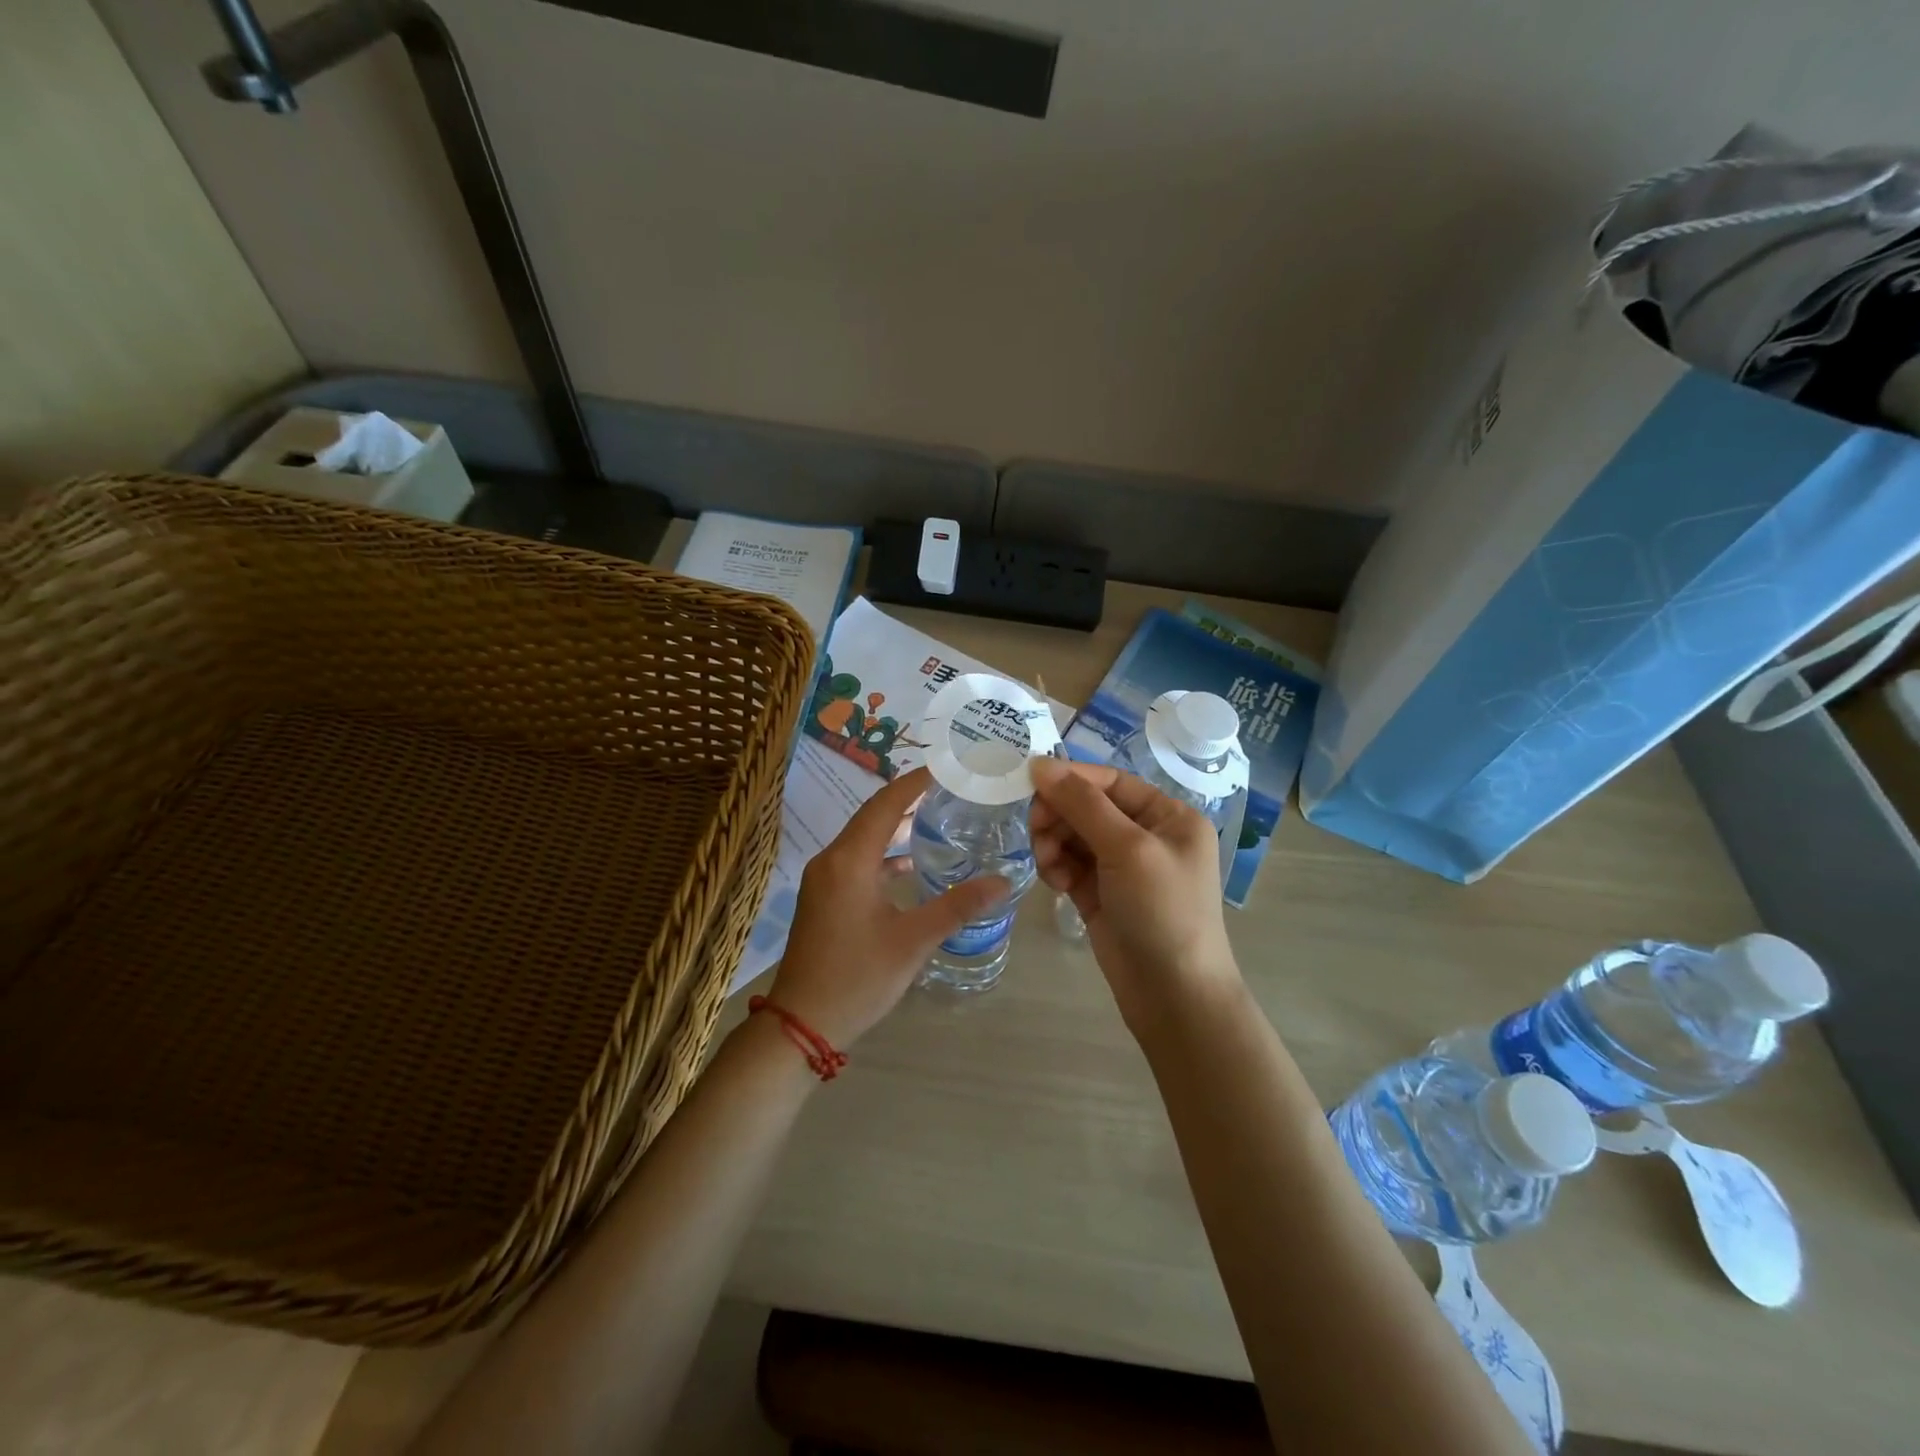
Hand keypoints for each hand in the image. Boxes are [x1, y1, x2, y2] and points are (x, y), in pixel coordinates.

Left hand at [768, 766, 1008, 1049]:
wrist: (802, 1022)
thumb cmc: (858, 977)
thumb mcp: (913, 941)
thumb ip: (957, 906)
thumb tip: (1003, 881)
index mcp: (850, 860)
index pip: (885, 804)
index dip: (915, 783)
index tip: (946, 768)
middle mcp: (832, 860)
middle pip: (872, 816)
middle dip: (908, 799)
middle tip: (947, 788)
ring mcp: (823, 880)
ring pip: (863, 839)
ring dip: (895, 827)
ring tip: (935, 817)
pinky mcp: (823, 898)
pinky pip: (856, 861)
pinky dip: (883, 855)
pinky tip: (909, 865)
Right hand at [1028, 758, 1240, 1030]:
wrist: (1174, 995)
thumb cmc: (1162, 911)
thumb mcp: (1127, 849)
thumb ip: (1082, 804)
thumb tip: (1041, 763)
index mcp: (1168, 816)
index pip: (1111, 782)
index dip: (1071, 779)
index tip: (1029, 781)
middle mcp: (1147, 835)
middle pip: (1088, 807)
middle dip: (1059, 816)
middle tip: (1035, 831)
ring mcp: (1123, 867)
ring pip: (1073, 836)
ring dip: (1054, 843)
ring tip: (1048, 866)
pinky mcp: (1101, 894)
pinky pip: (1069, 865)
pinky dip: (1057, 868)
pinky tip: (1055, 883)